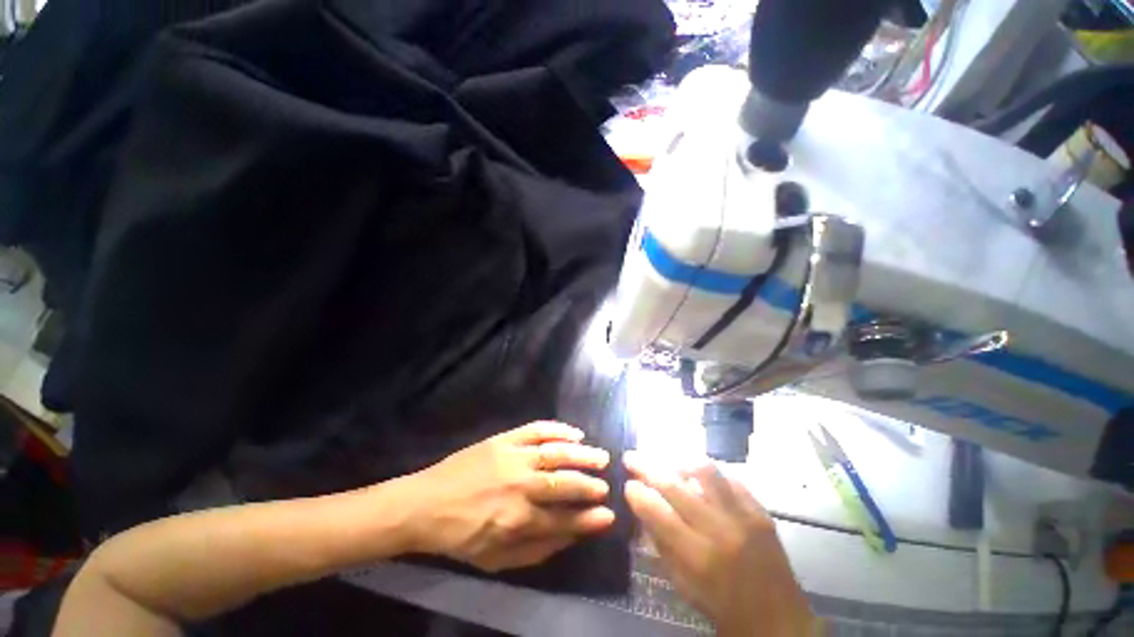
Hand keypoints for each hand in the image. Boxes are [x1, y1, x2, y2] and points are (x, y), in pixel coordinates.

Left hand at [404, 422, 614, 572]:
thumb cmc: (461, 536)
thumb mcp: (496, 559)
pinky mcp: (504, 439)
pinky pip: (536, 430)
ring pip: (556, 453)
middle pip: (564, 483)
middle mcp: (520, 487)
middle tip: (606, 485)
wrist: (426, 504)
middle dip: (590, 485)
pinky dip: (558, 430)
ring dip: (582, 455)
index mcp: (518, 520)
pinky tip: (574, 433)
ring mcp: (513, 457)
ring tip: (601, 457)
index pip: (564, 519)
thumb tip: (570, 536)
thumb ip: (536, 550)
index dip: (588, 519)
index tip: (608, 515)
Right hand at [624, 452, 814, 636]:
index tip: (627, 484)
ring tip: (669, 465)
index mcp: (698, 557)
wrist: (779, 623)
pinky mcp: (761, 511)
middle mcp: (720, 531)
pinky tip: (700, 478)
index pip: (657, 513)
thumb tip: (643, 507)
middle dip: (647, 467)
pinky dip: (710, 474)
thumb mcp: (683, 585)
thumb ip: (661, 543)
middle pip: (675, 486)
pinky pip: (731, 478)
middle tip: (632, 458)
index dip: (637, 494)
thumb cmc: (722, 608)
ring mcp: (744, 517)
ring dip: (680, 463)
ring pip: (705, 470)